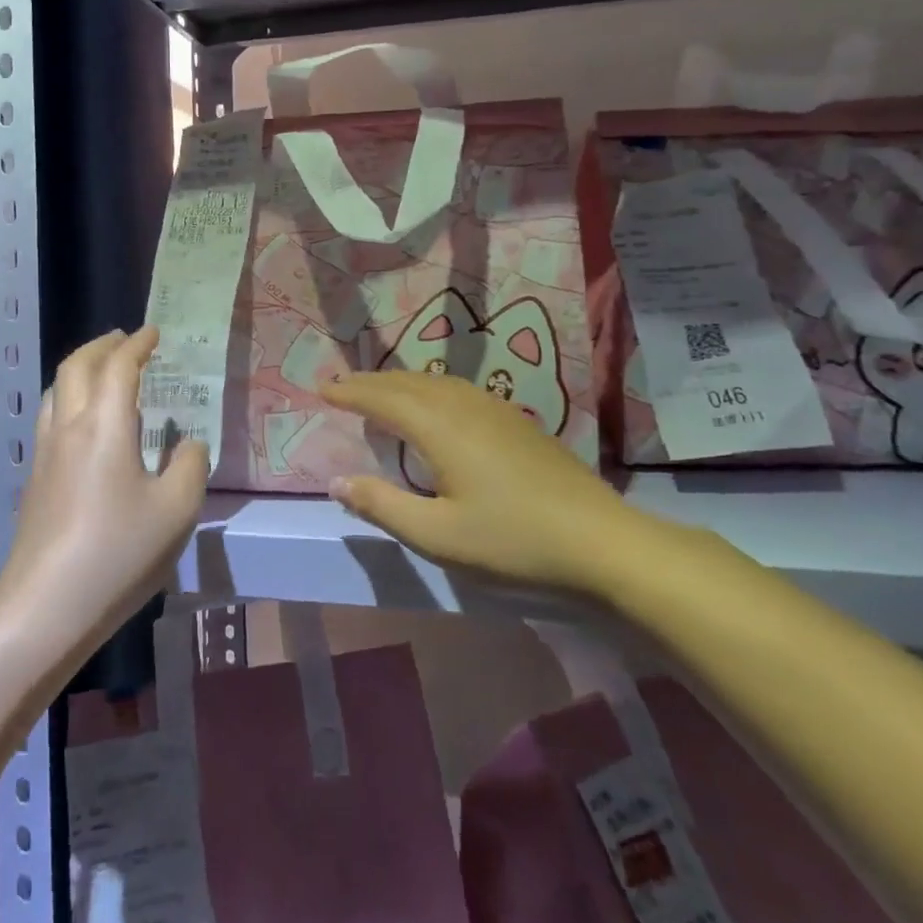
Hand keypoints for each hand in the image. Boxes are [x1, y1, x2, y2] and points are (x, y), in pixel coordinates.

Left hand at [0, 327, 209, 655]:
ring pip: (57, 390)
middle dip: (101, 346)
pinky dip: (71, 398)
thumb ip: (189, 466)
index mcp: (104, 425)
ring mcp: (45, 453)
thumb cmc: (118, 552)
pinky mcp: (35, 480)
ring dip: (81, 369)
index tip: (153, 333)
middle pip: (76, 367)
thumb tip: (188, 443)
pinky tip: (86, 424)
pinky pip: (51, 417)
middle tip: (125, 340)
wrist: (46, 606)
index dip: (137, 345)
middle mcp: (68, 428)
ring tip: (103, 373)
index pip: (118, 367)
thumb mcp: (176, 510)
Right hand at [321, 371, 665, 594]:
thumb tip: (336, 483)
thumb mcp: (437, 535)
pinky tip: (434, 405)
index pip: (383, 399)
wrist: (600, 540)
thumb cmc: (512, 540)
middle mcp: (463, 405)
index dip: (350, 392)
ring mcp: (494, 409)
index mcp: (439, 427)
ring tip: (379, 390)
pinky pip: (457, 389)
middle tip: (341, 384)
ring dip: (400, 382)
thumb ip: (382, 506)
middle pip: (407, 382)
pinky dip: (428, 388)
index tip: (322, 388)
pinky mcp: (516, 420)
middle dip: (370, 382)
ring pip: (435, 382)